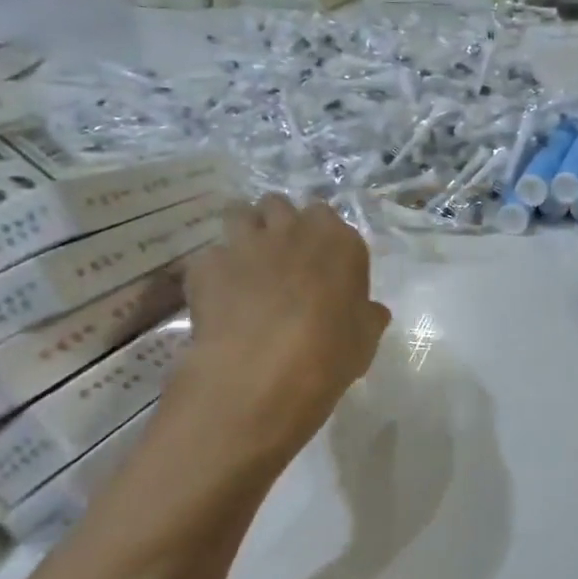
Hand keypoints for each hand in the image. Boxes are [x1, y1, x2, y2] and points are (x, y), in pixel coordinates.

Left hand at [171, 195, 390, 476]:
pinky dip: (213, 272)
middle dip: (277, 223)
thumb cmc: (329, 353)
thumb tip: (370, 311)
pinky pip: (209, 256)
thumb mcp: (365, 337)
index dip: (319, 236)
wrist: (261, 373)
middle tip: (279, 256)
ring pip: (239, 214)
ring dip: (243, 233)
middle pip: (279, 204)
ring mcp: (245, 243)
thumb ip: (366, 315)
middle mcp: (292, 229)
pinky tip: (217, 298)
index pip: (326, 215)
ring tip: (245, 264)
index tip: (319, 261)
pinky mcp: (206, 264)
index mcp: (338, 241)